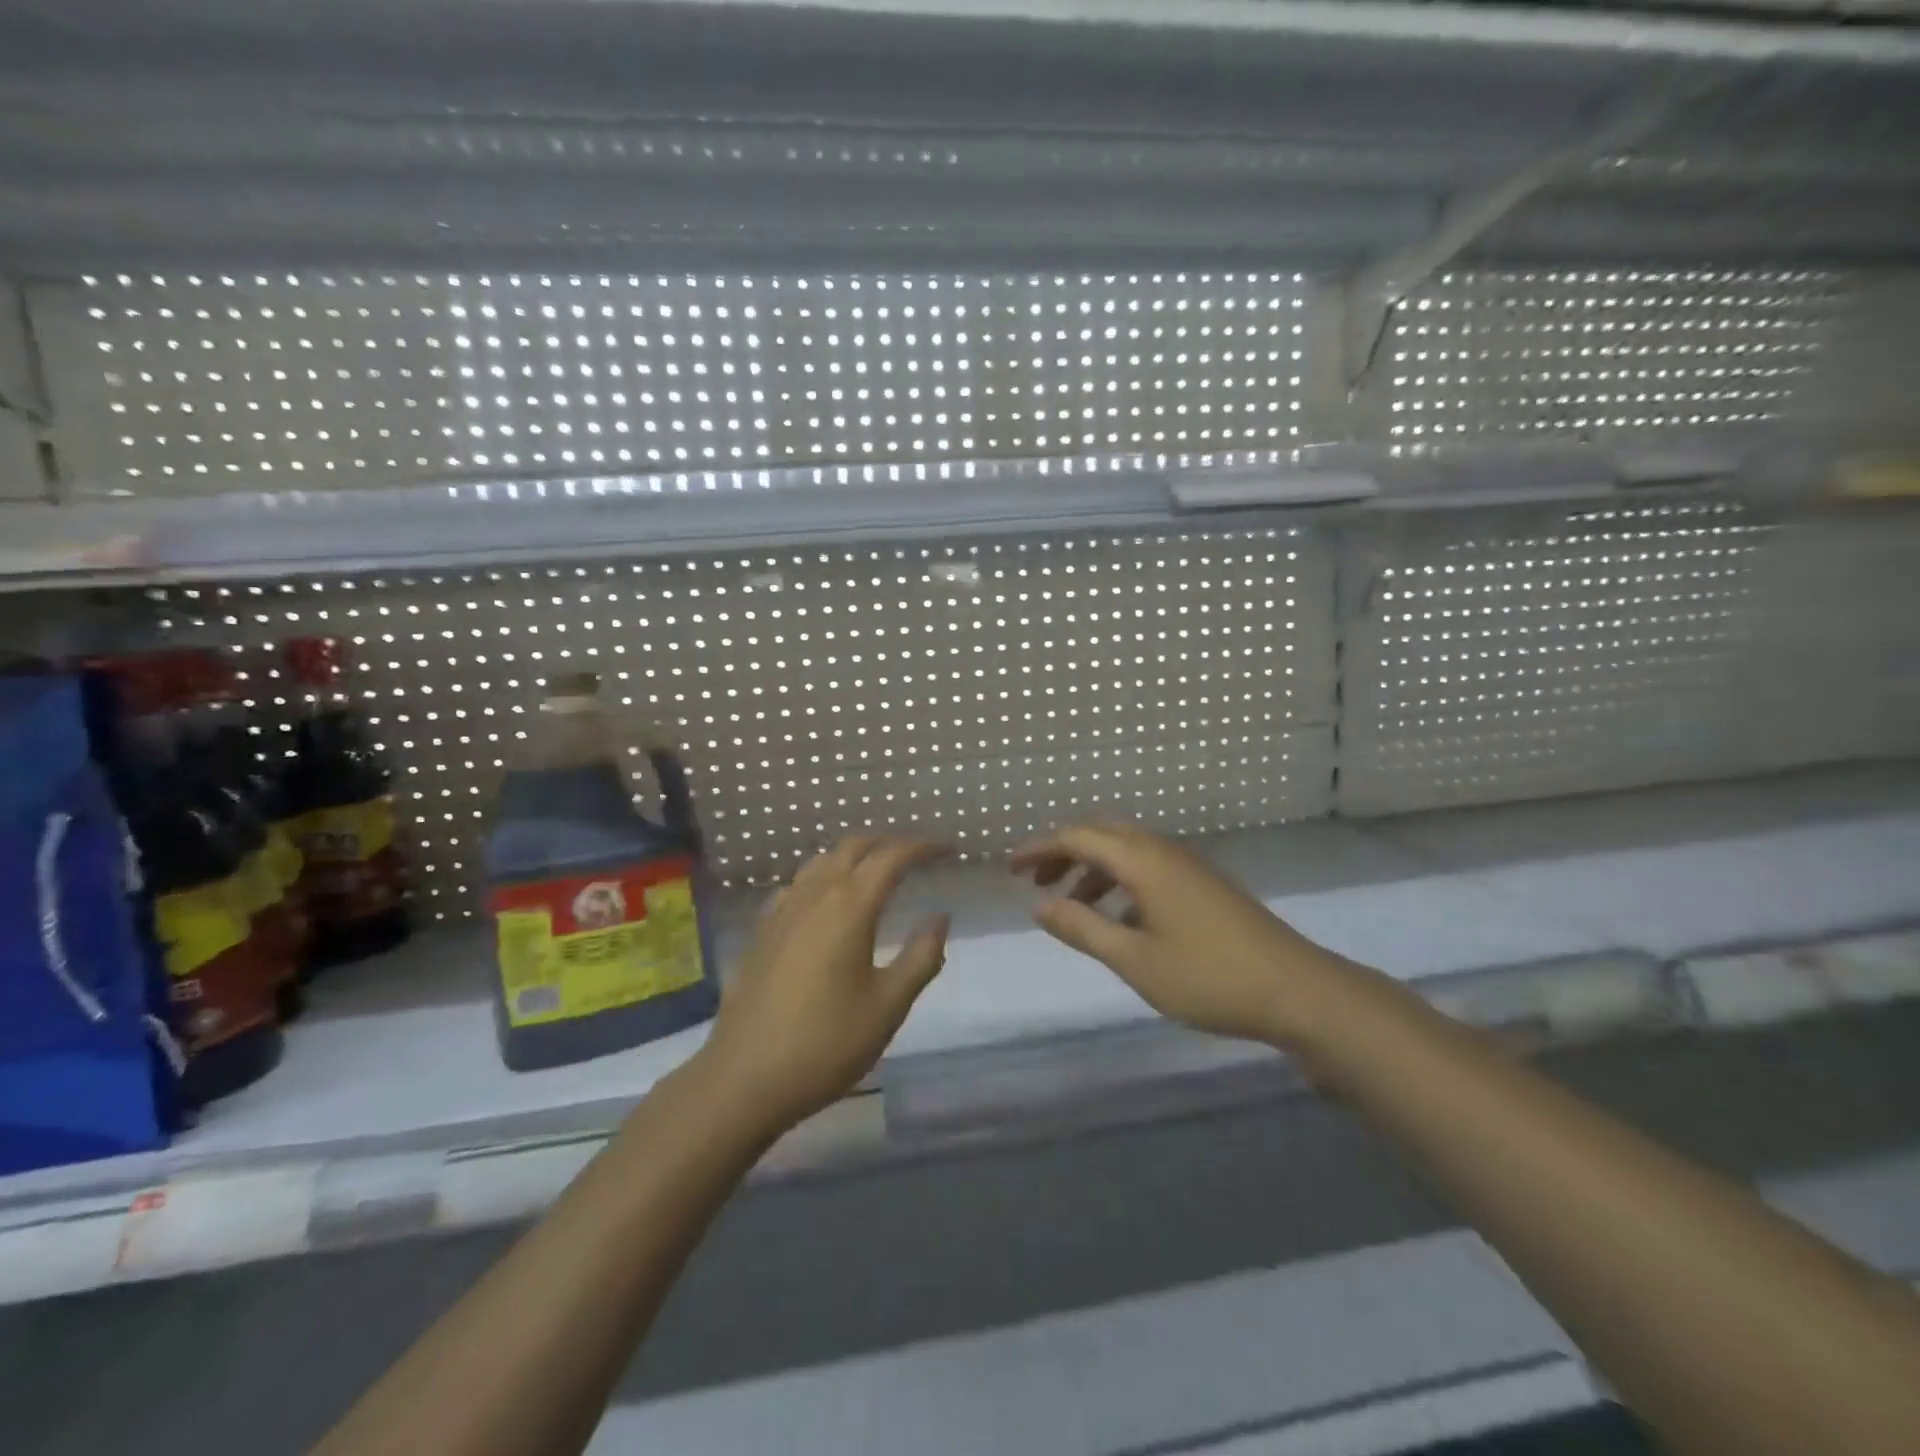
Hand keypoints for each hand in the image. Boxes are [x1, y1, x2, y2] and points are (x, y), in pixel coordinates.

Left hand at [697, 835, 950, 1135]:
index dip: (923, 847)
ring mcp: (782, 910)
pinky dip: (823, 876)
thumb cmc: (826, 1043)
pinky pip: (798, 884)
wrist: (745, 1078)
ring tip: (877, 871)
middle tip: (917, 855)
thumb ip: (921, 956)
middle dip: (888, 842)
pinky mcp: (762, 930)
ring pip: (822, 860)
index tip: (948, 849)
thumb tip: (941, 917)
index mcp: (849, 906)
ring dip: (854, 855)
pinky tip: (826, 900)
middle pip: (853, 846)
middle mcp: (814, 895)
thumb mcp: (888, 1006)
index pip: (892, 857)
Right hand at [1012, 823, 1362, 1049]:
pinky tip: (1118, 919)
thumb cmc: (1209, 977)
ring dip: (1092, 869)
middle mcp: (1164, 851)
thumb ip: (1082, 928)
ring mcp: (1189, 866)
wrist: (1298, 991)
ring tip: (1070, 904)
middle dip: (1064, 853)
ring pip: (1127, 851)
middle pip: (1102, 835)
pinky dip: (1120, 882)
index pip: (1078, 837)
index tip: (1010, 869)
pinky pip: (1148, 868)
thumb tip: (1038, 905)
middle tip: (1036, 882)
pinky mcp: (1204, 885)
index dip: (1040, 848)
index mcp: (1144, 861)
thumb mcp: (1134, 959)